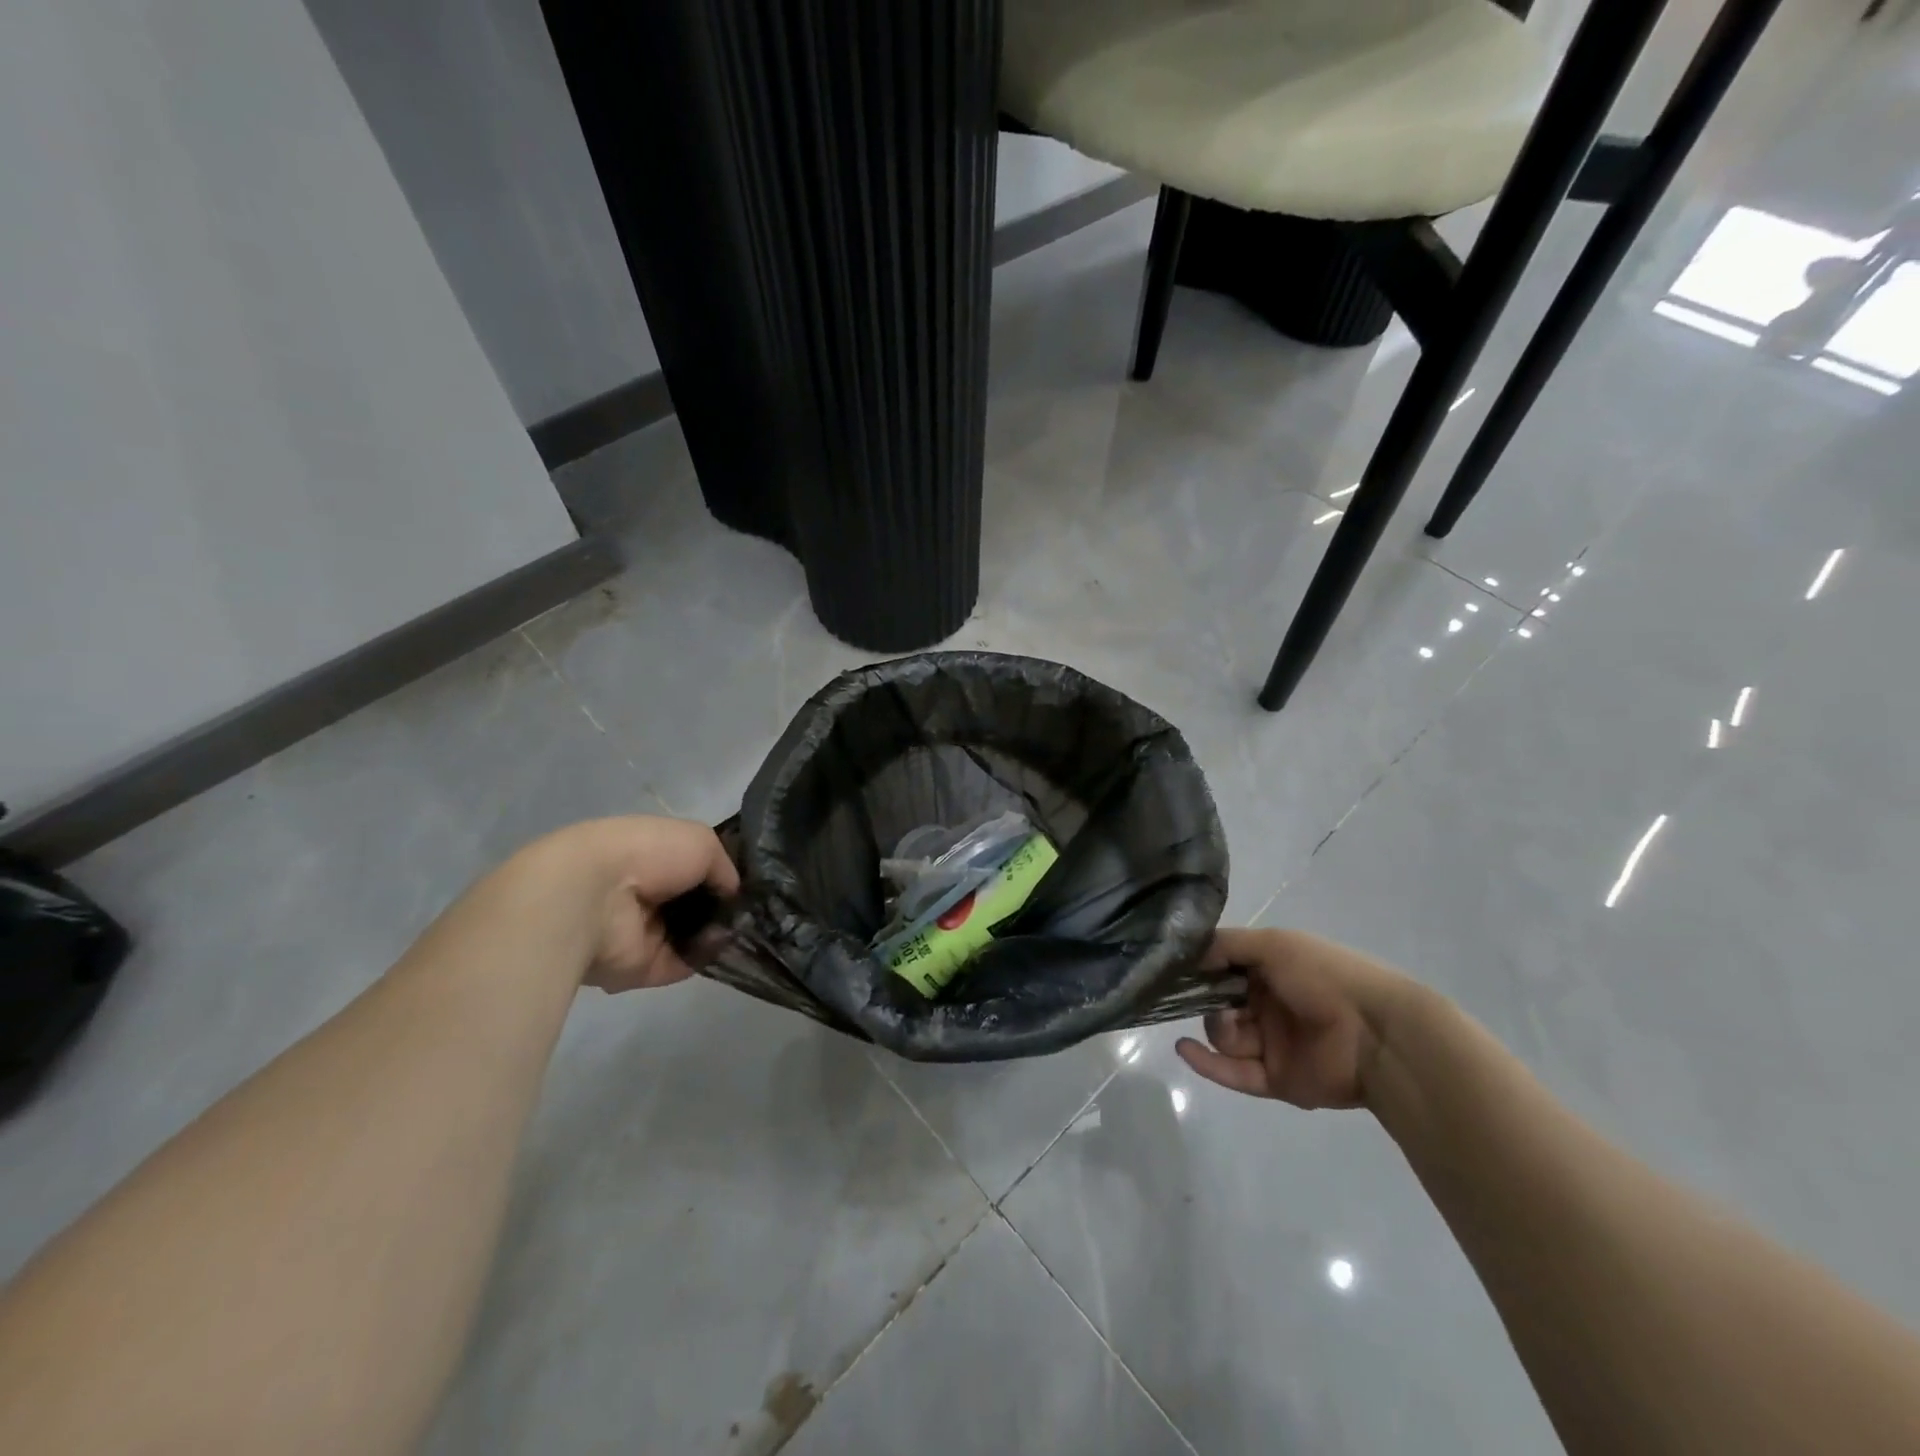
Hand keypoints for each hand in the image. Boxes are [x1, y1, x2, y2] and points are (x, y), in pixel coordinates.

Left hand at [516, 817, 739, 992]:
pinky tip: (725, 946)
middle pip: (695, 904)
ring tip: (745, 930)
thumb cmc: (648, 854)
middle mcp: (646, 893)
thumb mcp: (701, 841)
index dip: (722, 875)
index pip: (694, 868)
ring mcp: (642, 931)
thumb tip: (733, 893)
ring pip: (693, 936)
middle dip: (724, 908)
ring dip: (718, 933)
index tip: (751, 885)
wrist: (595, 897)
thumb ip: (724, 866)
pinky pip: (683, 963)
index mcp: (652, 856)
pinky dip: (705, 956)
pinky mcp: (640, 967)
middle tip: (754, 912)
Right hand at [1175, 927, 1418, 1109]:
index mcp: (1272, 972)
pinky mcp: (1275, 1080)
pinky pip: (1233, 1073)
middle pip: (1219, 1004)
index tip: (1177, 968)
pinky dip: (1206, 1063)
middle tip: (1202, 997)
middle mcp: (1269, 1006)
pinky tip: (1184, 1049)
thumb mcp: (1274, 944)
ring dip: (1215, 1028)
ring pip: (1225, 1037)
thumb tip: (1190, 955)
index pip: (1225, 969)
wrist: (1375, 1033)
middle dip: (1205, 1000)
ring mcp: (1273, 1045)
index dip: (1203, 969)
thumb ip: (1228, 944)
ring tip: (1225, 1022)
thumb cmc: (1324, 976)